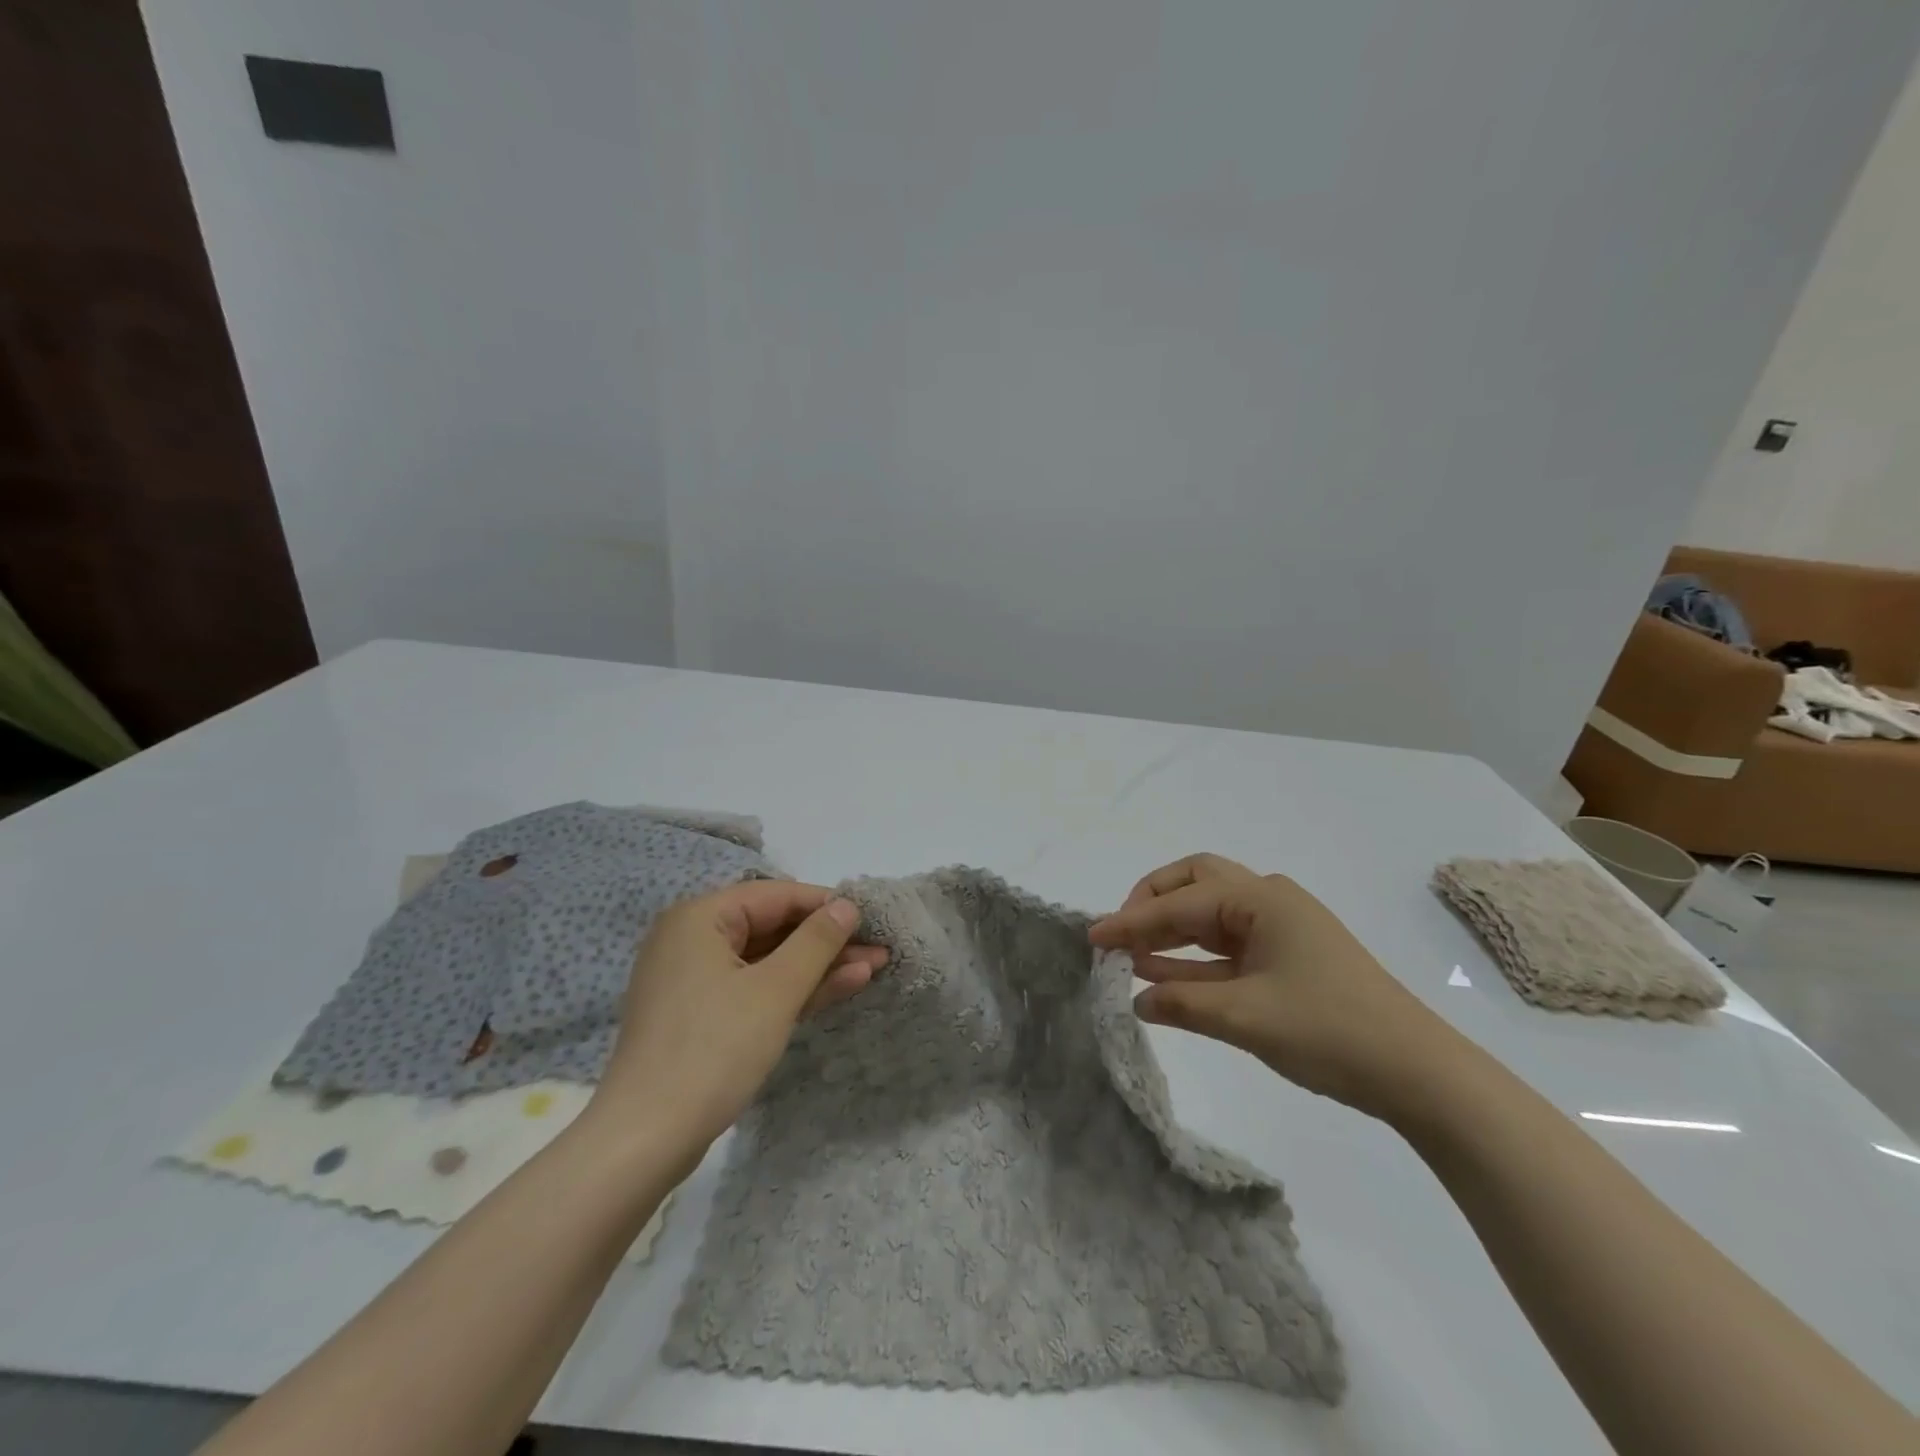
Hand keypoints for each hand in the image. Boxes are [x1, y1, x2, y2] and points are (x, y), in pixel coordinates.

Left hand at [587, 882, 887, 1167]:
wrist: (645, 1140)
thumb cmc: (713, 1049)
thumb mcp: (776, 990)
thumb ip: (816, 942)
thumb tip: (847, 906)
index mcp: (699, 918)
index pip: (776, 896)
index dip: (826, 905)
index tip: (872, 918)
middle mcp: (692, 939)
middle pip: (772, 927)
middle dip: (827, 940)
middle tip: (879, 947)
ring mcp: (694, 980)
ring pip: (767, 961)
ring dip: (818, 966)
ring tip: (873, 967)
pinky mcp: (700, 1015)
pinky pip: (753, 988)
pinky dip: (792, 989)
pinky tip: (839, 988)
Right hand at [1089, 853, 1463, 1120]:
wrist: (1417, 1073)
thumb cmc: (1328, 1030)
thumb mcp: (1244, 1017)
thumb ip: (1182, 1002)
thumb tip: (1135, 997)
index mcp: (1260, 899)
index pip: (1180, 903)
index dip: (1131, 920)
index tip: (1092, 937)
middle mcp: (1268, 902)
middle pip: (1196, 884)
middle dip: (1153, 904)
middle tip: (1120, 933)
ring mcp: (1280, 930)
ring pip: (1211, 916)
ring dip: (1171, 933)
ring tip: (1131, 957)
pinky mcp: (1287, 960)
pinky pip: (1228, 948)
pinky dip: (1195, 959)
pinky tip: (1165, 978)